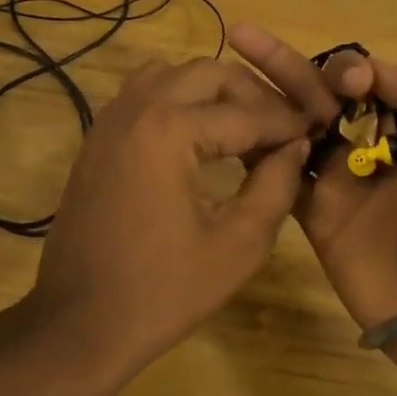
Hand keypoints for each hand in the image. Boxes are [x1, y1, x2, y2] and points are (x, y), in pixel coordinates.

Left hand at [24, 57, 310, 395]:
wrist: (80, 322)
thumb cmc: (164, 292)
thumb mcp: (238, 245)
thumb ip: (275, 185)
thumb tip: (296, 144)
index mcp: (170, 131)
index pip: (246, 113)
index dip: (287, 123)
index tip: (316, 130)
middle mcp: (136, 109)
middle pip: (208, 73)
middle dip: (251, 94)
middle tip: (281, 128)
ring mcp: (110, 119)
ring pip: (172, 74)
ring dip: (211, 90)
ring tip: (242, 126)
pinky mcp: (97, 137)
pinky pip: (142, 93)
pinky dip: (176, 99)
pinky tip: (197, 137)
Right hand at [230, 25, 396, 371]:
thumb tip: (370, 69)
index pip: (368, 80)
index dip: (348, 70)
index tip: (348, 84)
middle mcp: (372, 146)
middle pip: (320, 95)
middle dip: (286, 65)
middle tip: (243, 35)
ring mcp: (340, 181)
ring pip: (294, 127)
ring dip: (263, 97)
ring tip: (226, 68)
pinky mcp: (315, 213)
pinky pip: (281, 172)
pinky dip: (258, 147)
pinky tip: (231, 122)